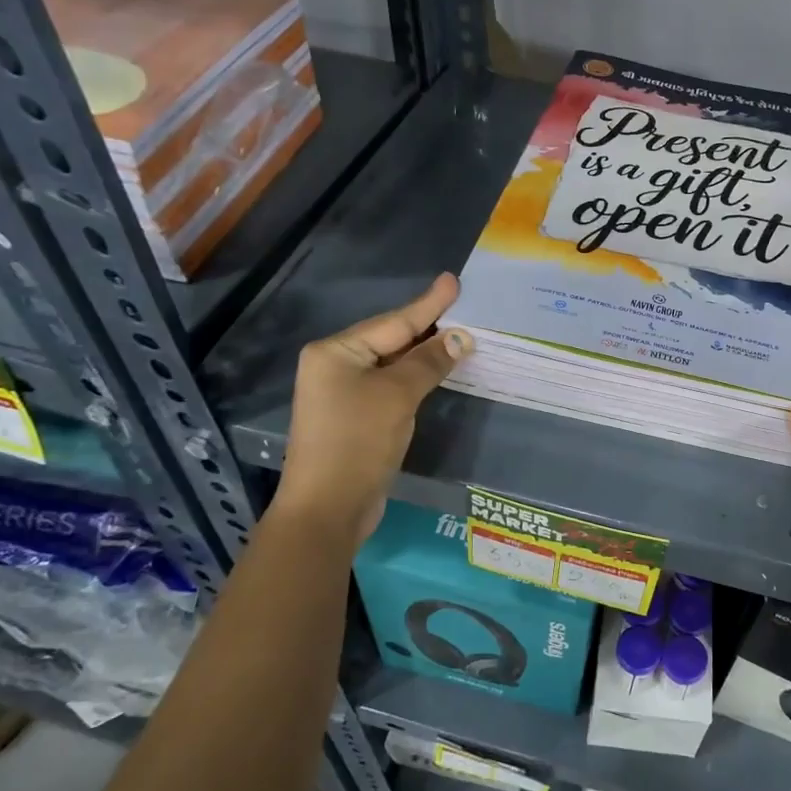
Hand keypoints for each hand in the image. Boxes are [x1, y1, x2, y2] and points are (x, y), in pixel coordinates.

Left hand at [274, 274, 469, 544]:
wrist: (328, 509)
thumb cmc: (357, 442)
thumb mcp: (397, 395)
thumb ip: (429, 362)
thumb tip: (461, 337)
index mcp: (336, 351)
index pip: (394, 322)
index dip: (429, 304)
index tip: (453, 281)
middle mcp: (335, 366)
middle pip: (391, 339)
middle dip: (428, 327)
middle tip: (463, 307)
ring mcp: (343, 393)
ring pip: (393, 364)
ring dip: (425, 354)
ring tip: (458, 333)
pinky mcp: (355, 418)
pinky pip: (391, 386)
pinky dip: (416, 378)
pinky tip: (438, 370)